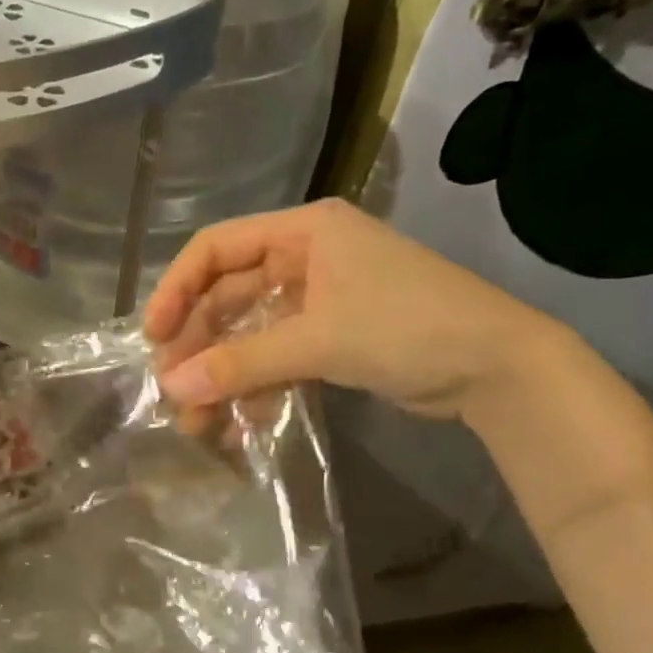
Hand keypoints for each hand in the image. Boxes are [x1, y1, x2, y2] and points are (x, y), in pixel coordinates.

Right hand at [146, 199, 565, 422]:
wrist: (499, 368)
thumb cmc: (407, 328)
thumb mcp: (318, 340)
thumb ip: (242, 363)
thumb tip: (170, 388)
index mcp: (303, 232)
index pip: (216, 248)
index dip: (178, 289)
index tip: (154, 335)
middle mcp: (306, 257)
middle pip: (229, 295)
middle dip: (200, 345)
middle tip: (172, 389)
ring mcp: (320, 298)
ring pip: (251, 331)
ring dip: (224, 373)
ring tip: (199, 420)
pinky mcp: (333, 335)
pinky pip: (277, 354)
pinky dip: (257, 384)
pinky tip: (242, 420)